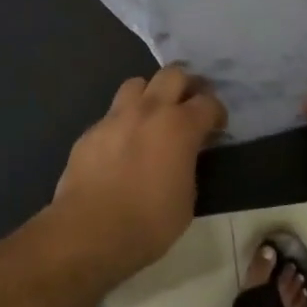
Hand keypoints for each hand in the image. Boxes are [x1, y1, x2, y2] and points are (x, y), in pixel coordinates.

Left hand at [50, 65, 225, 278]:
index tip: (217, 127)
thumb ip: (189, 166)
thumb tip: (184, 157)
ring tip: (153, 115)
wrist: (89, 232)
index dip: (217, 113)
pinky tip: (122, 144)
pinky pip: (112, 114)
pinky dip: (123, 121)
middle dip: (186, 85)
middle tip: (188, 106)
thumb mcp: (187, 200)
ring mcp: (116, 117)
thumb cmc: (148, 223)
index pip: (208, 102)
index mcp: (180, 126)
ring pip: (137, 83)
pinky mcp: (91, 130)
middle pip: (173, 74)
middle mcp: (149, 110)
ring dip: (150, 94)